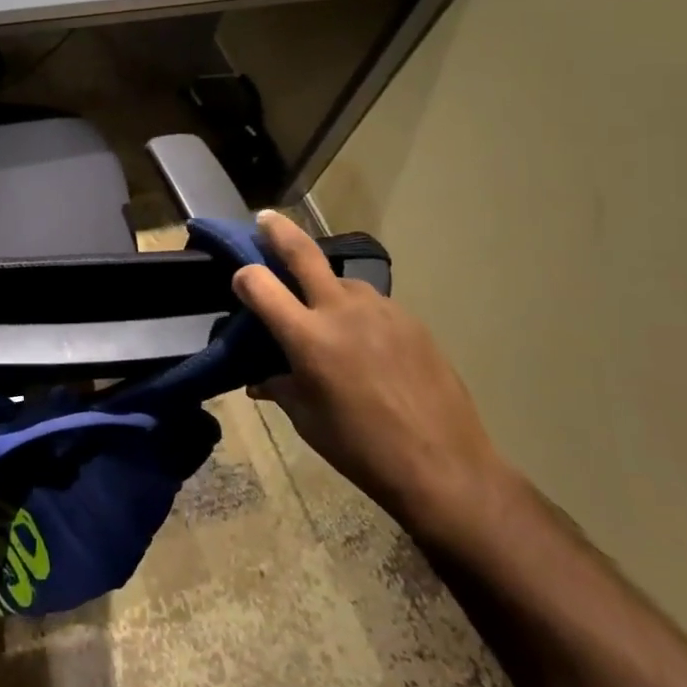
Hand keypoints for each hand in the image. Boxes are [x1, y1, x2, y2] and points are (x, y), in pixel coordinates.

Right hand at [233, 211, 516, 546]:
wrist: (444, 466)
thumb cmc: (361, 449)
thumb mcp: (306, 419)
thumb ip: (279, 386)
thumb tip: (261, 378)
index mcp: (307, 337)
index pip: (259, 284)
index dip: (243, 277)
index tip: (241, 281)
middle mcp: (341, 311)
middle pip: (303, 252)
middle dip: (278, 231)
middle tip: (265, 219)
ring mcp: (381, 310)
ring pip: (342, 282)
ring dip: (326, 287)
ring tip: (327, 316)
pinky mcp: (411, 320)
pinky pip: (373, 305)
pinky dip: (358, 313)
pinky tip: (367, 345)